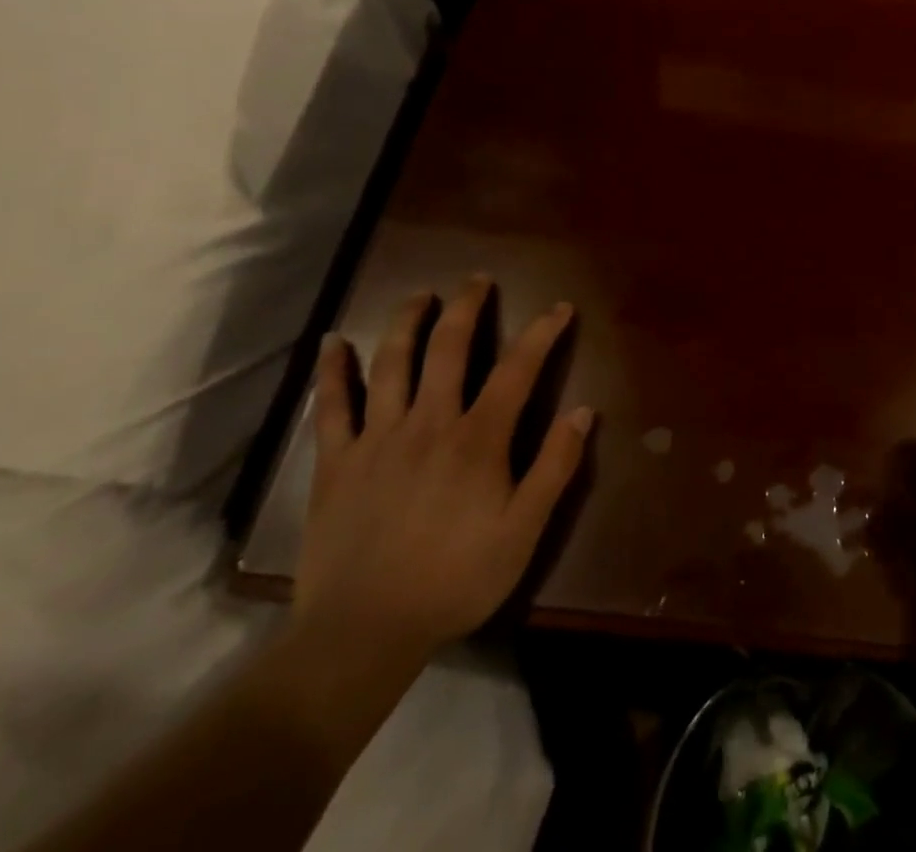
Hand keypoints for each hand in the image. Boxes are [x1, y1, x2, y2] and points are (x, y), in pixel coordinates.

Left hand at [293, 279, 593, 666]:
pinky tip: (332, 343)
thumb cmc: (454, 580)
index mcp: (478, 438)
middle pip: (449, 348)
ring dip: (407, 322)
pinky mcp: (337, 462)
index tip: (559, 308)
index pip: (518, 369)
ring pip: (392, 363)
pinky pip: (332, 407)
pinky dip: (332, 372)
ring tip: (421, 295)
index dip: (542, 333)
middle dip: (467, 307)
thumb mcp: (524, 531)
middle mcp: (428, 422)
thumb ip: (555, 467)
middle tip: (478, 280)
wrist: (362, 633)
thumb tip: (583, 411)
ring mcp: (378, 438)